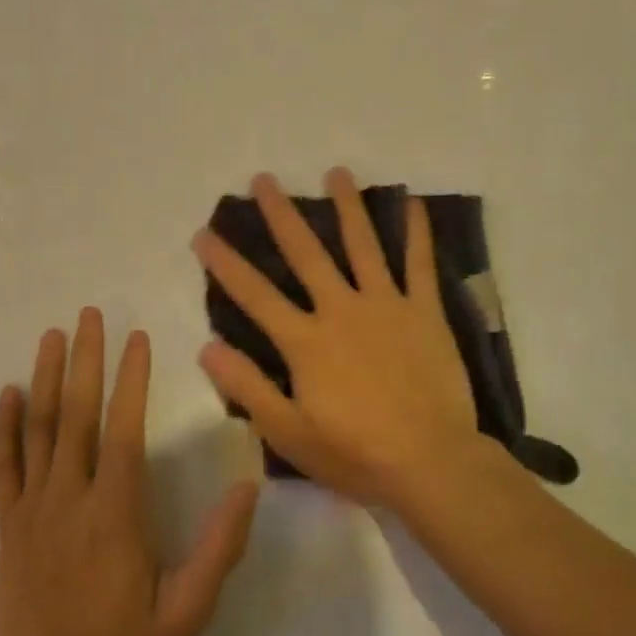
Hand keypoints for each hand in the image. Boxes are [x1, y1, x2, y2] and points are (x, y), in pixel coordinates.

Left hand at [0, 308, 258, 635]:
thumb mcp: (189, 608)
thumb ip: (220, 547)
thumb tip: (250, 488)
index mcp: (116, 511)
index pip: (124, 428)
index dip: (131, 379)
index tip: (136, 337)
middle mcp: (71, 497)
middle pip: (76, 414)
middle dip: (84, 359)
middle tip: (88, 315)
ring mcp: (34, 510)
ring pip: (38, 430)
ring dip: (44, 378)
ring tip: (50, 336)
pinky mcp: (9, 527)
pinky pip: (3, 468)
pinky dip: (5, 428)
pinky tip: (8, 394)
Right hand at [192, 168, 495, 506]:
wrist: (430, 462)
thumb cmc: (355, 454)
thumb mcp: (288, 432)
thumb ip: (247, 387)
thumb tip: (207, 347)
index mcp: (305, 341)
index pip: (255, 295)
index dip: (226, 263)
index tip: (204, 233)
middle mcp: (341, 310)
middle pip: (306, 253)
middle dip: (280, 215)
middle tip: (264, 180)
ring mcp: (386, 305)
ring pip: (363, 245)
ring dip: (347, 207)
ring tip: (336, 172)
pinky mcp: (425, 312)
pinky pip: (420, 264)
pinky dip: (417, 232)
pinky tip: (412, 202)